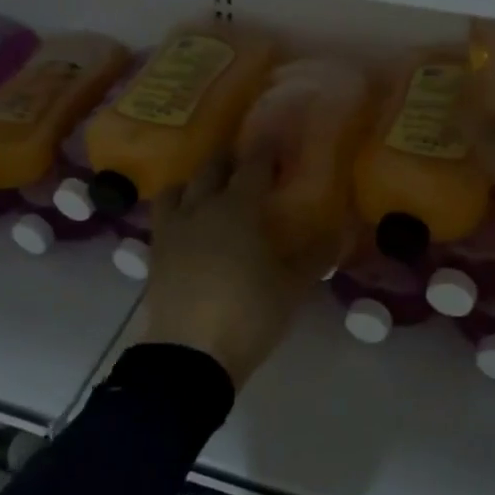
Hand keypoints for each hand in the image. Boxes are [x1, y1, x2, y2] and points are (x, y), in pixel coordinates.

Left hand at [143, 146, 320, 389]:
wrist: (190, 354)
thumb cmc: (249, 314)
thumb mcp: (292, 287)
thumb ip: (316, 256)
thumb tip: (339, 232)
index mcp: (238, 208)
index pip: (253, 166)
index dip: (265, 151)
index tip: (274, 140)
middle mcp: (201, 208)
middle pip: (211, 170)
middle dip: (228, 160)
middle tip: (243, 162)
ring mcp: (173, 230)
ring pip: (178, 189)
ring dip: (194, 182)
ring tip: (207, 191)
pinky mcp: (154, 253)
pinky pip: (162, 217)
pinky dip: (176, 209)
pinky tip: (187, 226)